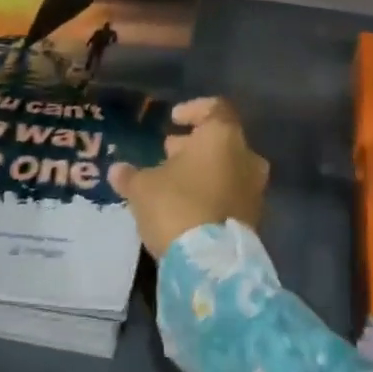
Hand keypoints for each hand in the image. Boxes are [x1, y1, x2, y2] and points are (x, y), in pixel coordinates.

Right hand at [108, 97, 269, 259]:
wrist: (210, 263)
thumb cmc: (176, 206)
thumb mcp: (142, 187)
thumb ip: (131, 175)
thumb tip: (117, 170)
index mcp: (223, 137)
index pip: (215, 108)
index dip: (193, 110)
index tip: (174, 119)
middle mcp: (246, 157)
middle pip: (222, 140)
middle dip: (194, 145)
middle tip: (168, 153)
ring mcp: (255, 189)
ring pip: (228, 168)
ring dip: (204, 170)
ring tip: (173, 181)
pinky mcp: (254, 217)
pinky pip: (232, 194)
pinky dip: (212, 192)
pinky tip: (188, 205)